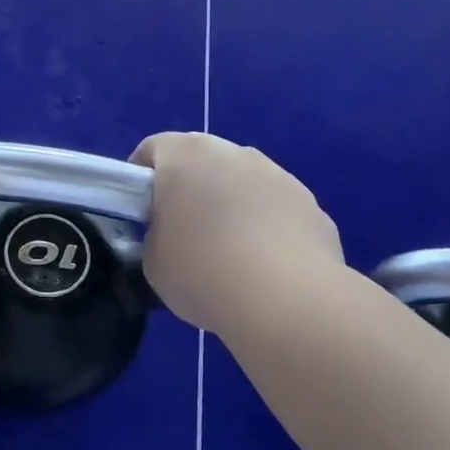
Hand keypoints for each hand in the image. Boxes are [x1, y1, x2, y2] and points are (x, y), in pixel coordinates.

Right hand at [131, 133, 342, 334]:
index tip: (141, 215)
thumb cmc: (202, 272)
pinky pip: (274, 209)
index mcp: (186, 155)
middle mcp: (234, 152)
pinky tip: (263, 267)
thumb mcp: (153, 261)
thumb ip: (155, 236)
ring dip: (230, 206)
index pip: (152, 150)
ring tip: (228, 256)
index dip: (140, 181)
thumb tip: (171, 236)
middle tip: (181, 234)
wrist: (285, 299)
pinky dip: (265, 228)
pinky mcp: (309, 203)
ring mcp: (277, 174)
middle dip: (189, 190)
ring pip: (242, 183)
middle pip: (201, 162)